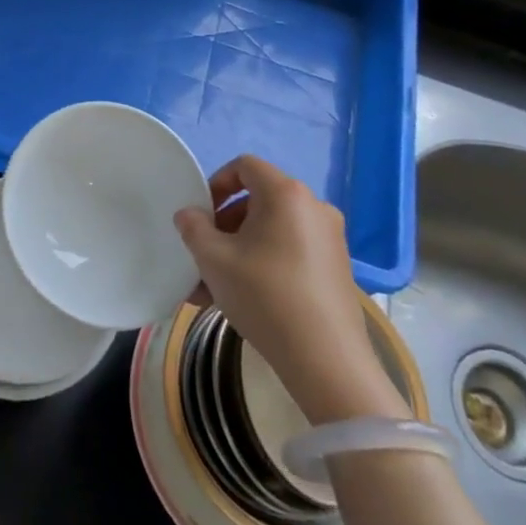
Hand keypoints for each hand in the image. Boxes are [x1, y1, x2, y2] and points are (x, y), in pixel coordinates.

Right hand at [175, 155, 409, 424]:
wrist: (325, 358)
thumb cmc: (264, 295)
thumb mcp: (214, 260)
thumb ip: (193, 228)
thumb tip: (190, 215)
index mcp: (285, 193)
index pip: (245, 166)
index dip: (216, 183)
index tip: (200, 214)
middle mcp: (313, 207)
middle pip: (258, 200)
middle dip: (224, 225)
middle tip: (203, 254)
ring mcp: (329, 238)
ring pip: (271, 232)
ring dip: (238, 250)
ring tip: (211, 288)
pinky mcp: (335, 267)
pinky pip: (289, 252)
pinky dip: (263, 264)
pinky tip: (240, 300)